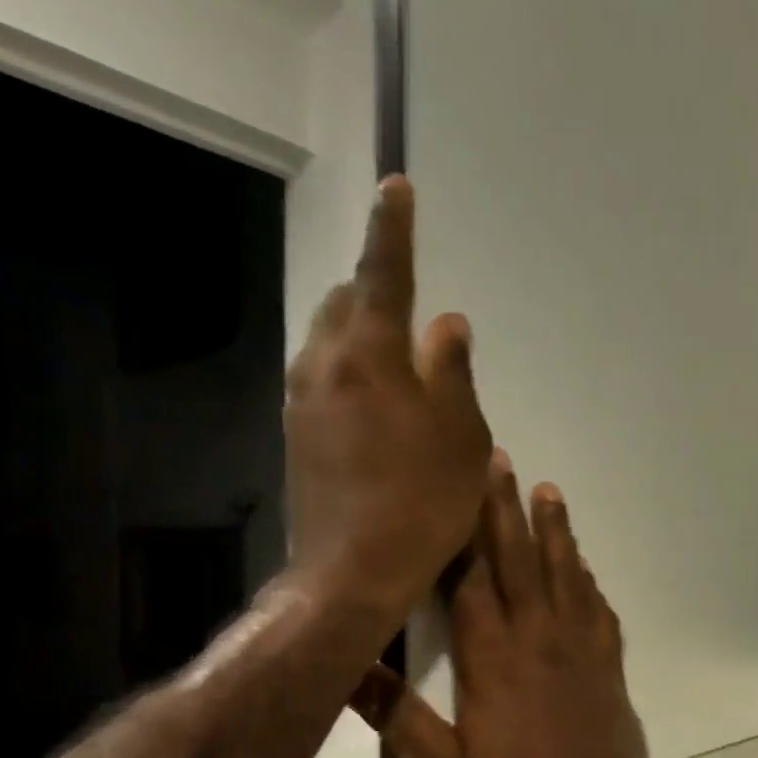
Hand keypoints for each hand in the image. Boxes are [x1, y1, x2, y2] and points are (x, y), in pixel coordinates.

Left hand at [285, 176, 490, 615]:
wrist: (353, 570)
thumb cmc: (423, 502)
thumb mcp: (461, 437)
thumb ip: (453, 372)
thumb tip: (448, 323)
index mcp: (371, 356)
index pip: (383, 275)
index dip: (394, 229)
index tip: (397, 187)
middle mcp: (325, 364)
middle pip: (344, 301)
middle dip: (373, 285)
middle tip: (408, 297)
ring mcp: (303, 399)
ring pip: (327, 338)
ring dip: (359, 327)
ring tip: (395, 349)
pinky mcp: (295, 432)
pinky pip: (321, 374)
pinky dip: (348, 365)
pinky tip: (375, 397)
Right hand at [352, 457, 653, 757]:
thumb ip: (397, 717)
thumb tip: (348, 668)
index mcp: (492, 656)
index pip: (472, 577)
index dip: (462, 530)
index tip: (455, 484)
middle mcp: (538, 635)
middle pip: (520, 558)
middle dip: (506, 507)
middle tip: (501, 459)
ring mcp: (580, 645)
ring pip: (566, 572)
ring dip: (556, 529)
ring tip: (548, 490)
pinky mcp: (609, 662)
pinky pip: (598, 606)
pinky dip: (588, 578)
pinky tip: (583, 565)